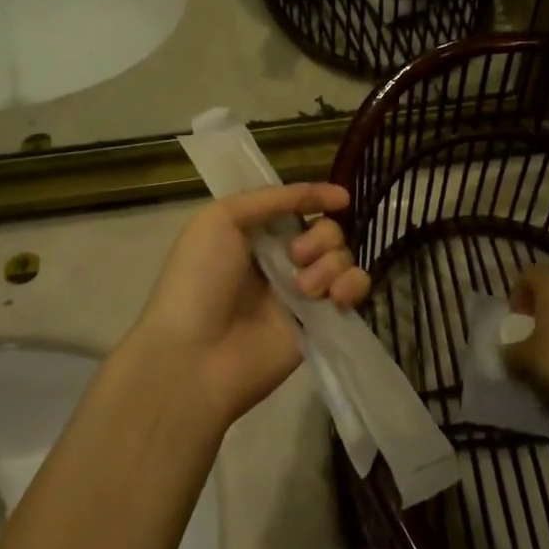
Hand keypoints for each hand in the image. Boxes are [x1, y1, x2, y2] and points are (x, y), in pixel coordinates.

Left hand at [126, 183, 370, 427]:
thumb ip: (270, 199)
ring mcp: (302, 292)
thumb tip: (321, 192)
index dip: (317, 198)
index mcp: (254, 233)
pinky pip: (353, 290)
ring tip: (305, 288)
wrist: (195, 356)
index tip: (340, 198)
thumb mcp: (220, 219)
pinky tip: (335, 297)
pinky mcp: (319, 322)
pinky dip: (352, 285)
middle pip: (325, 230)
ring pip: (342, 258)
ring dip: (331, 263)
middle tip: (296, 256)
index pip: (296, 207)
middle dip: (320, 237)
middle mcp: (280, 259)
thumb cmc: (199, 280)